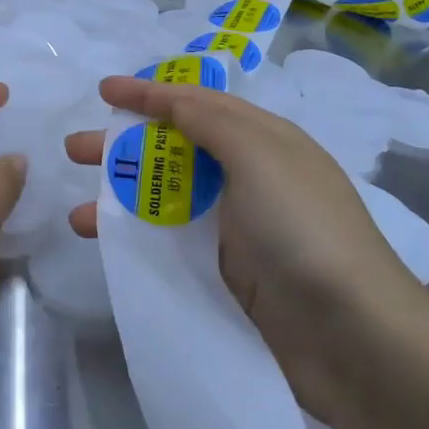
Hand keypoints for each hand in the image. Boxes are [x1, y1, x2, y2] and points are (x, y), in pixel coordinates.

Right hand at [65, 76, 428, 420]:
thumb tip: (171, 98)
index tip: (103, 91)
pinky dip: (135, 237)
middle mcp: (249, 177)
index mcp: (263, 141)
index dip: (149, 93)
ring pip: (165, 199)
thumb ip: (209, 120)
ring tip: (76, 212)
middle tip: (75, 149)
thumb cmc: (303, 229)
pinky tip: (104, 245)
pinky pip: (170, 241)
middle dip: (123, 144)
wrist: (354, 338)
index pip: (196, 103)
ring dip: (120, 197)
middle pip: (174, 148)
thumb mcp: (259, 155)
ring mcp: (237, 228)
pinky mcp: (226, 273)